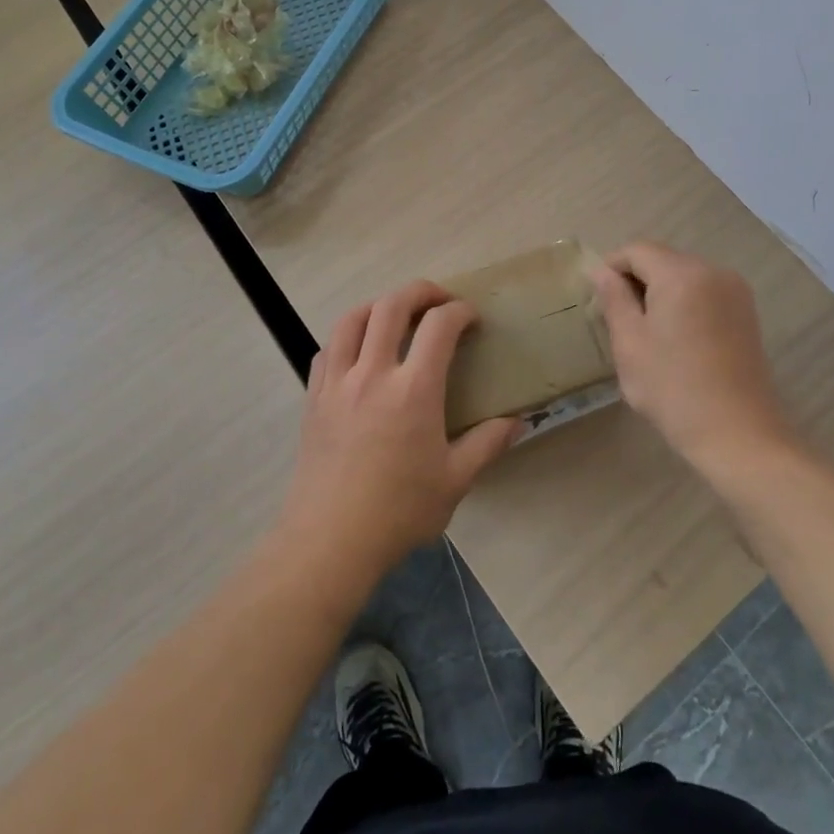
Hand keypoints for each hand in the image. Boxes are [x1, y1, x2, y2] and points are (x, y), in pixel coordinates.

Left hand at [279, 281, 520, 582]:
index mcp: (413, 390)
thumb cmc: (398, 512)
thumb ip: (488, 444)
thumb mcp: (455, 481)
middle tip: (439, 300)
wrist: (329, 542)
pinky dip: (348, 335)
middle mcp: (373, 373)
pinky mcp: (314, 397)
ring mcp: (337, 382)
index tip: (472, 318)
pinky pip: (327, 348)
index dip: (459, 311)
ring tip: (396, 314)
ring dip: (379, 305)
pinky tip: (359, 351)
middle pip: (392, 305)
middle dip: (420, 291)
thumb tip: (519, 421)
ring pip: (353, 319)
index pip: (439, 325)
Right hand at [593, 243, 796, 474]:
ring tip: (646, 332)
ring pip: (684, 275)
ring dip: (659, 292)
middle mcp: (712, 271)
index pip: (637, 250)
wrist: (738, 435)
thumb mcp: (630, 343)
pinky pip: (704, 292)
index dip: (611, 267)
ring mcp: (735, 291)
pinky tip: (676, 339)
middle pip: (662, 259)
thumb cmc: (673, 389)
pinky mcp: (746, 312)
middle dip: (636, 280)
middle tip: (617, 319)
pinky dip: (683, 302)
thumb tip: (601, 271)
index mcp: (681, 274)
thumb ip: (613, 299)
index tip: (598, 300)